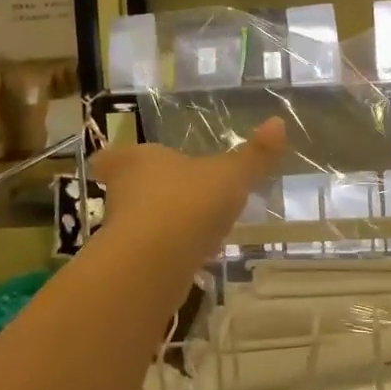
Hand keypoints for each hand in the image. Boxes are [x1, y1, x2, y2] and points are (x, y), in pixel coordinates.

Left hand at [91, 118, 286, 269]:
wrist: (156, 263)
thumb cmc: (188, 202)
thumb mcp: (231, 175)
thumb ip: (255, 154)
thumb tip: (278, 122)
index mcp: (137, 162)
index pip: (112, 157)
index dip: (117, 159)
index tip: (128, 162)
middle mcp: (122, 195)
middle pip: (125, 190)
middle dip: (147, 192)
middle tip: (174, 192)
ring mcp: (123, 234)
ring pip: (138, 224)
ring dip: (161, 224)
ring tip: (193, 225)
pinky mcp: (132, 267)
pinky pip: (152, 254)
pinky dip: (169, 254)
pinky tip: (195, 257)